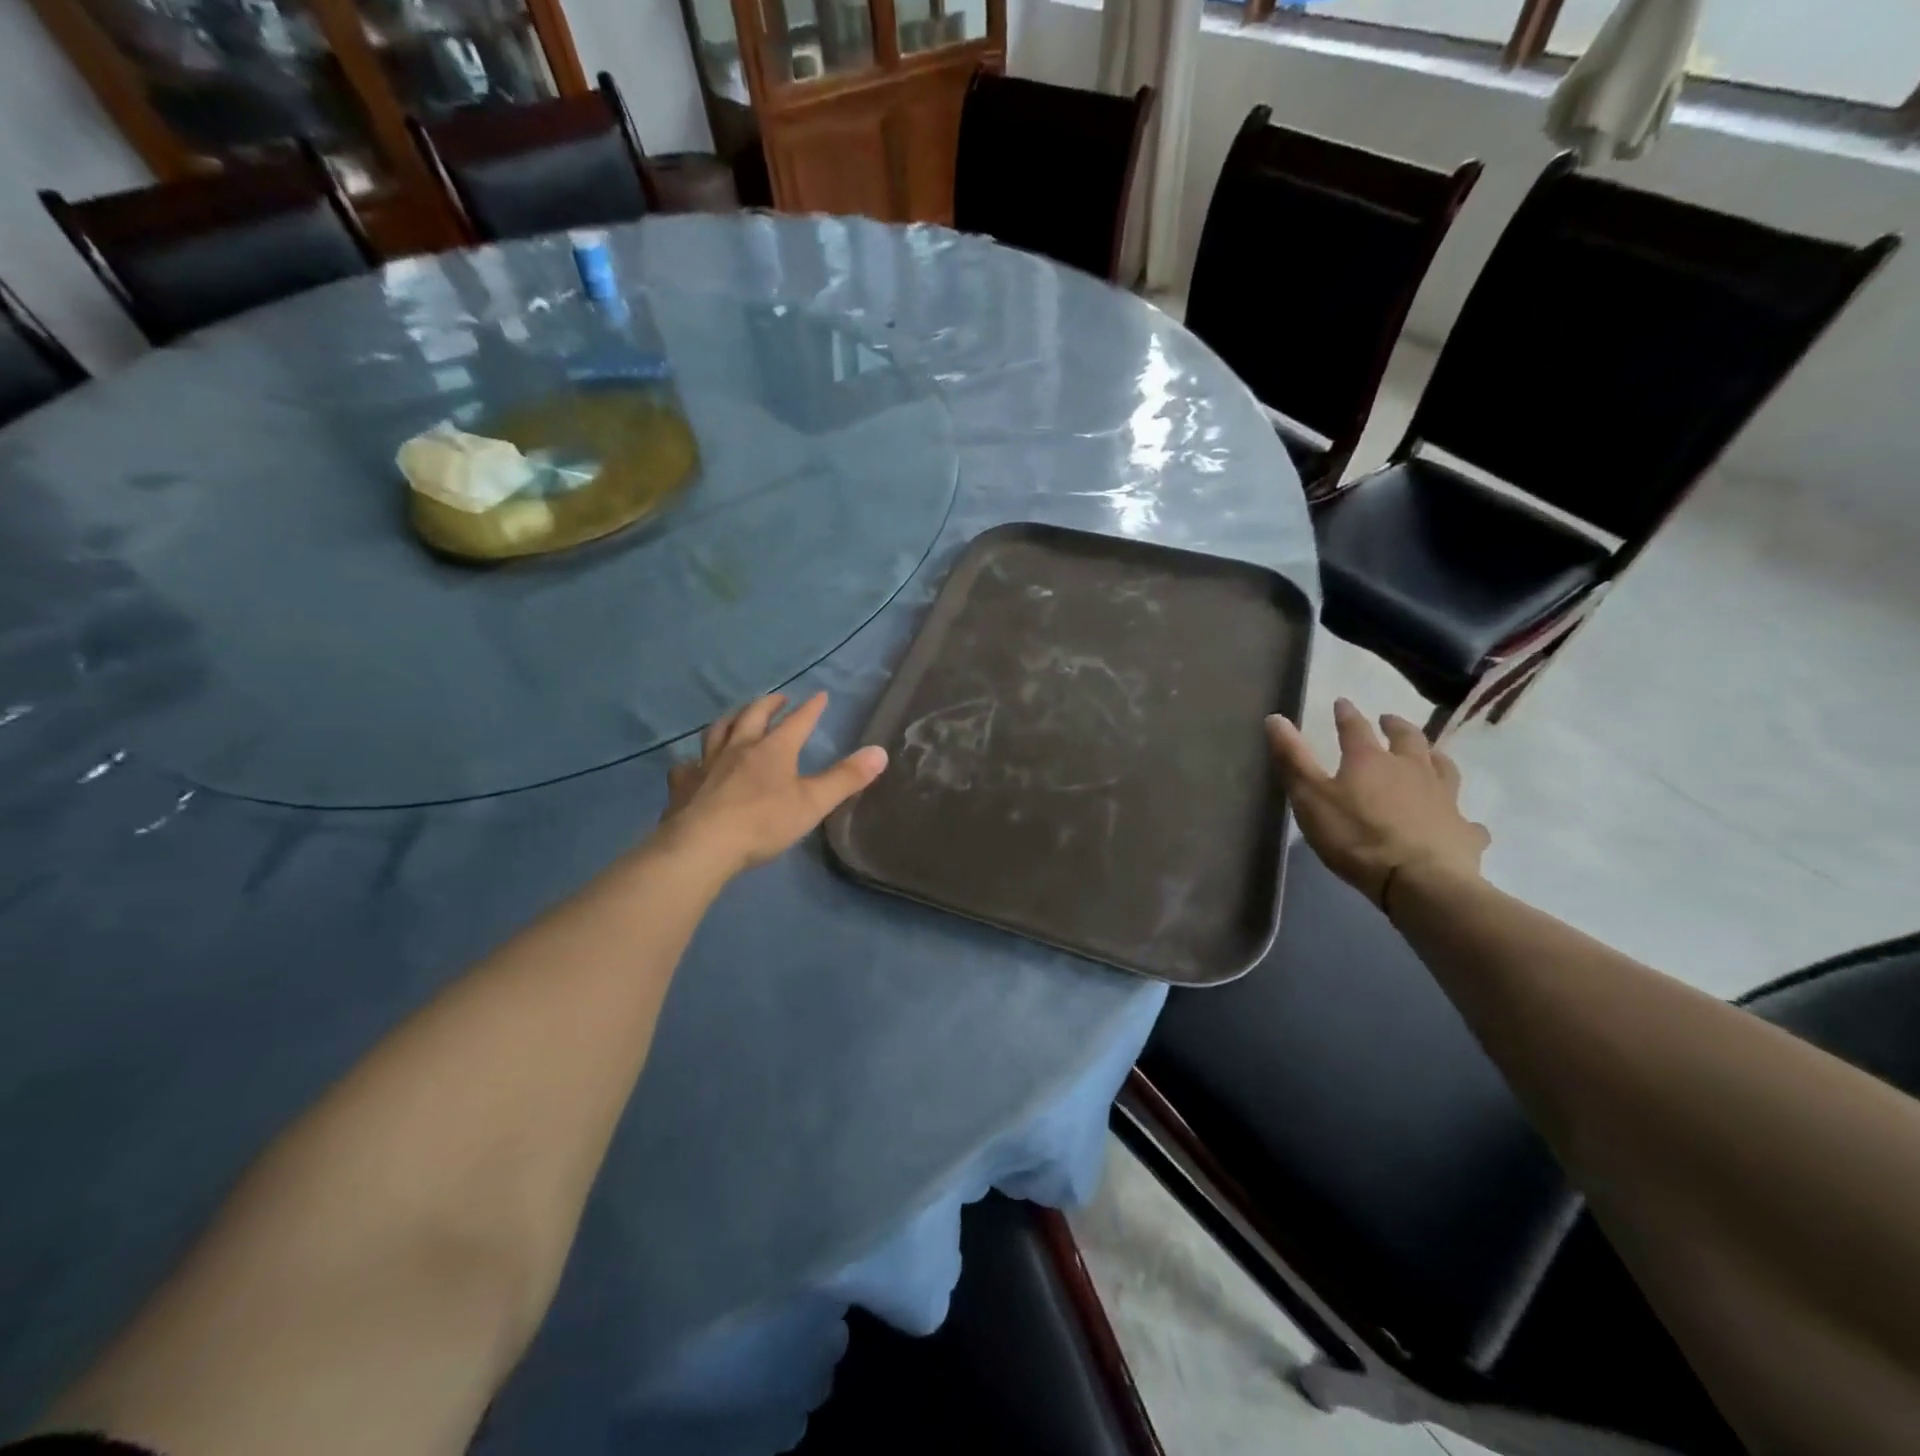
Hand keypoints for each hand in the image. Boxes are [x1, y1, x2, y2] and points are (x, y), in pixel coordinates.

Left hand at [658, 691, 887, 876]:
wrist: (703, 845)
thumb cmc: (763, 822)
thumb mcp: (813, 803)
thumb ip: (846, 778)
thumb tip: (880, 752)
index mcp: (773, 750)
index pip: (797, 722)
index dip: (810, 709)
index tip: (820, 695)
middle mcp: (739, 748)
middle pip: (753, 716)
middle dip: (768, 705)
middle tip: (778, 699)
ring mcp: (706, 764)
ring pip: (718, 732)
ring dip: (731, 720)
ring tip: (737, 717)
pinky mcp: (683, 786)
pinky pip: (686, 766)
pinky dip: (692, 761)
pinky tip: (691, 765)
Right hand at [1267, 698, 1489, 910]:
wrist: (1419, 881)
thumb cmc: (1356, 837)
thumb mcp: (1310, 797)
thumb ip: (1293, 759)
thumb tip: (1276, 717)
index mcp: (1371, 760)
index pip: (1356, 728)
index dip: (1347, 714)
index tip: (1342, 703)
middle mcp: (1411, 770)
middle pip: (1408, 739)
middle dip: (1396, 726)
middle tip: (1389, 720)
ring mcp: (1443, 798)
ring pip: (1443, 768)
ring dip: (1434, 756)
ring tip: (1429, 755)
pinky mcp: (1463, 830)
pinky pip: (1466, 820)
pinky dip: (1460, 816)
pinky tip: (1460, 822)